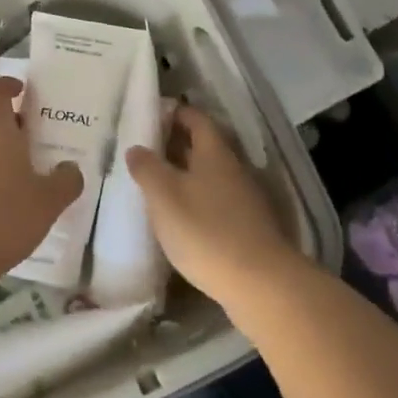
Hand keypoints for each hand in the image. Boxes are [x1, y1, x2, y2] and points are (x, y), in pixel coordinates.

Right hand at [125, 104, 303, 311]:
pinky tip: (179, 216)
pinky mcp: (248, 227)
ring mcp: (245, 199)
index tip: (150, 116)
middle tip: (145, 150)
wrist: (261, 284)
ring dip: (185, 174)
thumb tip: (136, 147)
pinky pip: (217, 201)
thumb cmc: (206, 230)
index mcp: (215, 152)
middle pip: (204, 146)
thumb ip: (147, 168)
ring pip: (210, 175)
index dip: (174, 113)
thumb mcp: (164, 195)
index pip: (196, 118)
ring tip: (156, 183)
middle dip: (176, 144)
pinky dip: (197, 199)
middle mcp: (234, 169)